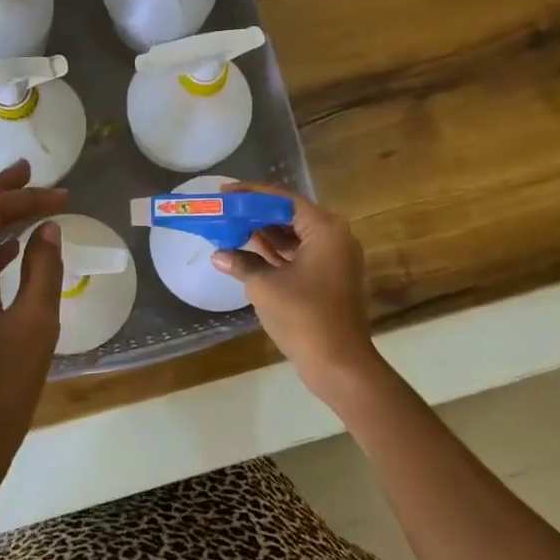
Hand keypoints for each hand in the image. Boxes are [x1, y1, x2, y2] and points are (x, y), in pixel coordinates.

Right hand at [212, 183, 381, 399]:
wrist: (340, 366)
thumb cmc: (304, 316)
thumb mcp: (265, 286)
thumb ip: (241, 263)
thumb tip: (218, 254)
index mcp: (325, 229)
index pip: (284, 199)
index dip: (252, 194)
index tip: (225, 193)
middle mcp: (336, 237)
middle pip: (290, 215)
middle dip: (257, 214)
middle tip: (225, 210)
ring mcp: (335, 259)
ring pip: (295, 236)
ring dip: (265, 234)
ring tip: (231, 228)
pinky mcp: (331, 279)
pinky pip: (300, 254)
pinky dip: (276, 253)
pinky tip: (248, 253)